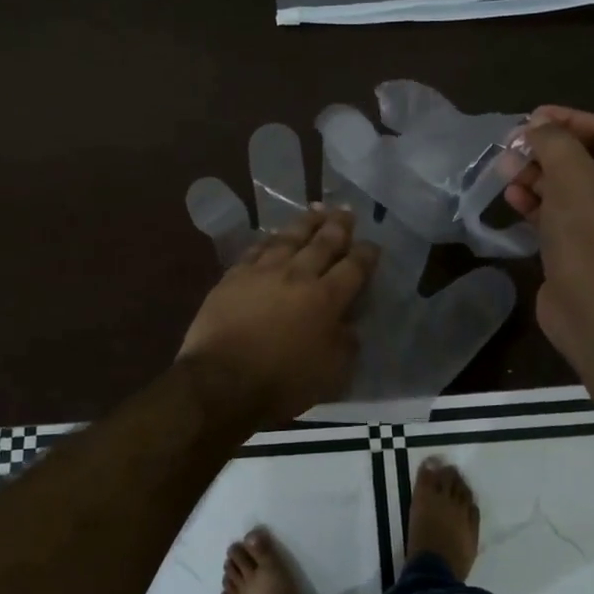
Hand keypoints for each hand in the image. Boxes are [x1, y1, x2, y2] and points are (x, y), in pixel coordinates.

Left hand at [178, 205, 379, 427]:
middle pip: (323, 243)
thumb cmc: (281, 383)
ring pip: (289, 238)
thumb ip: (345, 344)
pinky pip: (257, 249)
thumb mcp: (330, 374)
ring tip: (316, 210)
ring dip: (306, 222)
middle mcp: (297, 275)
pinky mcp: (234, 276)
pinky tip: (275, 235)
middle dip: (339, 226)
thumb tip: (349, 326)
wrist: (221, 381)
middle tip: (347, 211)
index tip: (372, 245)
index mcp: (326, 299)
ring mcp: (263, 272)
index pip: (354, 268)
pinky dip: (270, 239)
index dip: (366, 254)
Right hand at [504, 105, 593, 368]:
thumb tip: (537, 125)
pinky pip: (559, 217)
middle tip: (511, 145)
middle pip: (586, 161)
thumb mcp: (573, 175)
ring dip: (536, 177)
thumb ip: (554, 142)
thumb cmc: (592, 235)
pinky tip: (511, 198)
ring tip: (504, 169)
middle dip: (547, 151)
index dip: (570, 121)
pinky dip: (536, 205)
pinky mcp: (583, 251)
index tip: (532, 117)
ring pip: (569, 190)